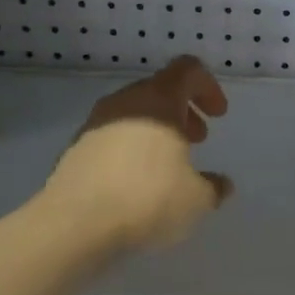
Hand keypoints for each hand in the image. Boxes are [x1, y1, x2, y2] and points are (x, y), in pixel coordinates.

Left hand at [45, 56, 231, 250]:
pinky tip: (138, 182)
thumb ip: (213, 187)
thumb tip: (220, 185)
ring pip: (134, 112)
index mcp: (159, 100)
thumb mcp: (196, 198)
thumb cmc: (146, 198)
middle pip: (160, 90)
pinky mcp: (77, 148)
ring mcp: (95, 123)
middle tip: (198, 139)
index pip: (188, 70)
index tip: (218, 115)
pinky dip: (132, 147)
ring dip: (156, 130)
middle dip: (183, 112)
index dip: (208, 87)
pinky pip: (113, 136)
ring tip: (168, 164)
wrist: (74, 224)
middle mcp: (125, 101)